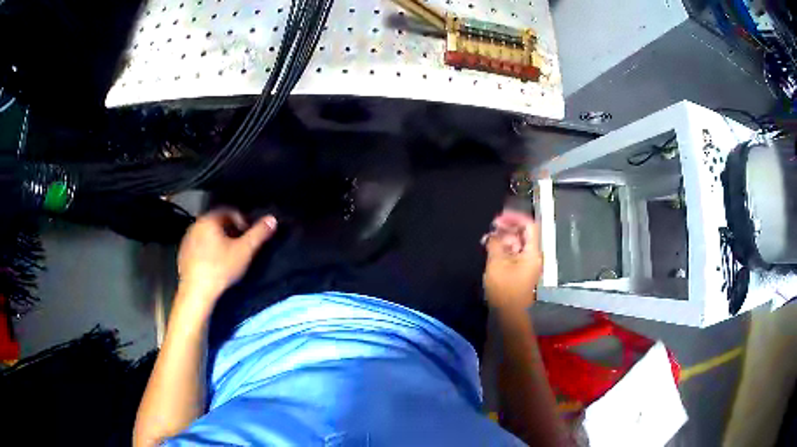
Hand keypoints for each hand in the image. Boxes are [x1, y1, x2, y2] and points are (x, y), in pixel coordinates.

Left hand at [176, 209, 277, 310]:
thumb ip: (259, 234)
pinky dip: (208, 250)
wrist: (196, 292)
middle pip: (218, 222)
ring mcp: (187, 239)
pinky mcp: (183, 254)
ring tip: (229, 255)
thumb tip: (272, 219)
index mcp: (210, 220)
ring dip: (219, 240)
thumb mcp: (245, 251)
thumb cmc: (221, 269)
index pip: (230, 211)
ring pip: (207, 234)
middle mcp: (195, 225)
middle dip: (231, 230)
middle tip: (241, 245)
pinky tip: (214, 263)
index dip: (243, 221)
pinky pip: (199, 245)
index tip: (250, 235)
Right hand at [482, 209, 541, 310]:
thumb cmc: (505, 289)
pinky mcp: (519, 271)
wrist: (508, 314)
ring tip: (487, 240)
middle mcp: (532, 256)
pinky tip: (490, 249)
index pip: (529, 226)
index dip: (515, 217)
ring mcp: (526, 264)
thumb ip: (495, 243)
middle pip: (523, 234)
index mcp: (532, 252)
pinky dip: (503, 249)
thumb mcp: (497, 263)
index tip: (499, 217)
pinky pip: (513, 254)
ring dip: (503, 239)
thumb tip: (492, 233)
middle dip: (507, 228)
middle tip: (490, 228)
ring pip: (516, 244)